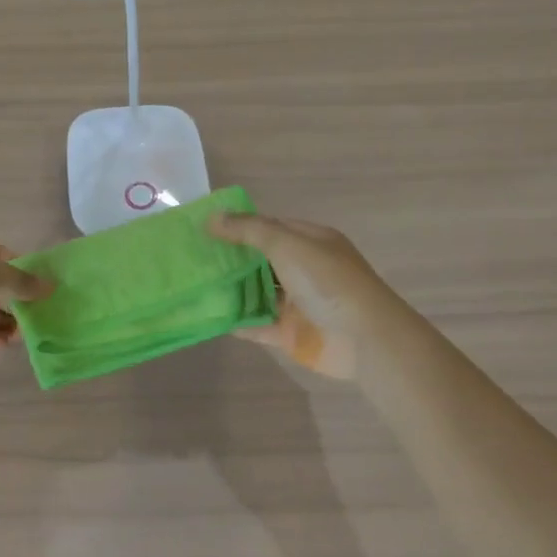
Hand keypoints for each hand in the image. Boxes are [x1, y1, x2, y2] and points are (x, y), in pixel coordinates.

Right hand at [207, 213, 398, 380]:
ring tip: (194, 286)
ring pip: (258, 292)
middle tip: (192, 258)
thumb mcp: (288, 244)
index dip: (239, 226)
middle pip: (261, 260)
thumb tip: (212, 217)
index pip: (269, 227)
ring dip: (231, 290)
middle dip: (231, 259)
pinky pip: (258, 324)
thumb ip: (249, 230)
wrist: (365, 339)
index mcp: (311, 242)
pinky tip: (210, 317)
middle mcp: (304, 269)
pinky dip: (238, 321)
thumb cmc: (328, 282)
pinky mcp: (291, 333)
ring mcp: (298, 302)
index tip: (203, 230)